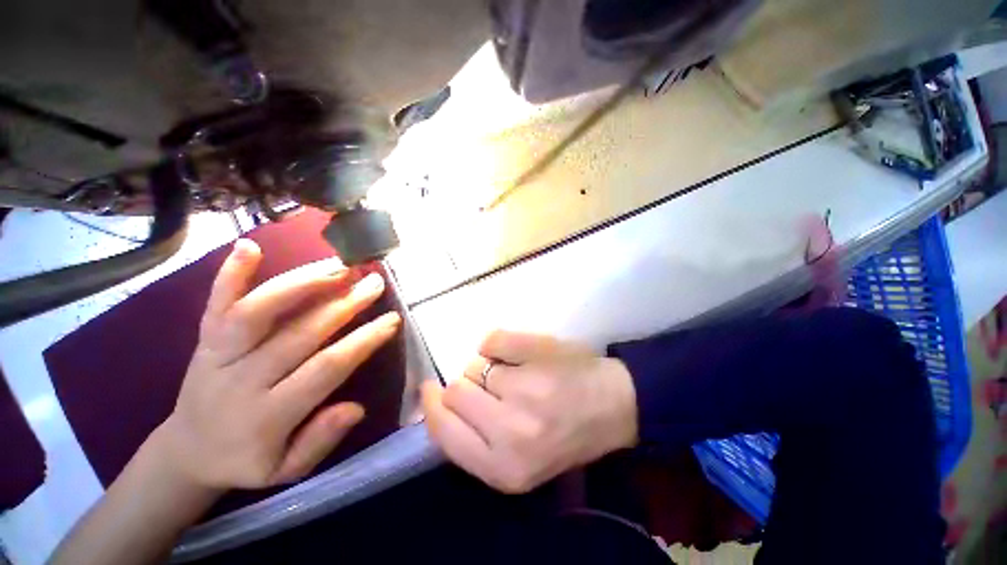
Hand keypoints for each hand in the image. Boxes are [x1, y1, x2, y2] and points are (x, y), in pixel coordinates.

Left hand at [156, 239, 400, 490]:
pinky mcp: (203, 339)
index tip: (392, 319)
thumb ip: (320, 440)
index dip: (363, 341)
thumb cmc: (245, 460)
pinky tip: (249, 246)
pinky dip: (230, 274)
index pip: (326, 368)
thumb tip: (357, 407)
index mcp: (266, 415)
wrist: (186, 451)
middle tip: (375, 283)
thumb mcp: (285, 471)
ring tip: (340, 266)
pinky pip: (215, 303)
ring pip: (259, 311)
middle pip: (299, 333)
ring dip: (302, 283)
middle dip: (344, 304)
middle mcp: (241, 379)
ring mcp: (217, 355)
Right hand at [422, 331, 637, 492]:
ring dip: (488, 367)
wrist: (614, 405)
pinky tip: (522, 355)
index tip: (429, 390)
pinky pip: (491, 340)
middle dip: (468, 385)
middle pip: (455, 392)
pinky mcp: (533, 353)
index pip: (444, 432)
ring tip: (518, 375)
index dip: (432, 408)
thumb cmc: (566, 432)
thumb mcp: (516, 459)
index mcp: (503, 467)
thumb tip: (437, 401)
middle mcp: (509, 434)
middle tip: (496, 387)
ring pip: (474, 366)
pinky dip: (499, 343)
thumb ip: (473, 441)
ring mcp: (523, 390)